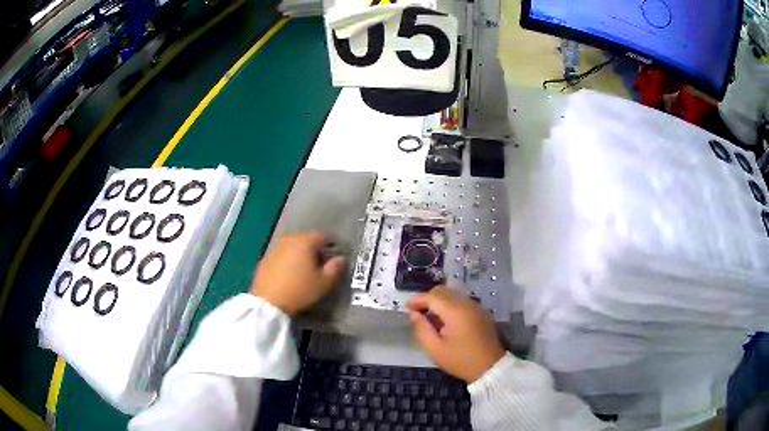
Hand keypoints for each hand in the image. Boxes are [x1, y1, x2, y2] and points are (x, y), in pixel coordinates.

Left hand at [250, 231, 345, 316]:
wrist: (268, 302)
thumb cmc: (300, 290)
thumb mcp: (323, 283)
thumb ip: (335, 268)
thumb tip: (341, 258)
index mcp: (305, 242)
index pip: (324, 235)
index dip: (333, 242)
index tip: (338, 251)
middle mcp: (289, 239)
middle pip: (307, 239)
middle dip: (316, 248)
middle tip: (323, 261)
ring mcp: (275, 248)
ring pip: (293, 246)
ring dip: (301, 253)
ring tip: (307, 268)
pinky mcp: (265, 258)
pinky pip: (282, 255)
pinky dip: (289, 260)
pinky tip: (291, 273)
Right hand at [407, 286, 504, 382]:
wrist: (490, 367)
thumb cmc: (460, 360)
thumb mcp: (435, 349)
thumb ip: (422, 329)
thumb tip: (413, 314)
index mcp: (455, 311)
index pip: (432, 297)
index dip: (417, 300)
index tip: (406, 307)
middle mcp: (466, 303)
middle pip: (443, 291)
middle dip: (427, 298)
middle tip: (417, 313)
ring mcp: (476, 306)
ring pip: (452, 294)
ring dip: (439, 301)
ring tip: (429, 317)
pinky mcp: (481, 312)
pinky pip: (461, 301)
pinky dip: (449, 305)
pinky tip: (444, 320)